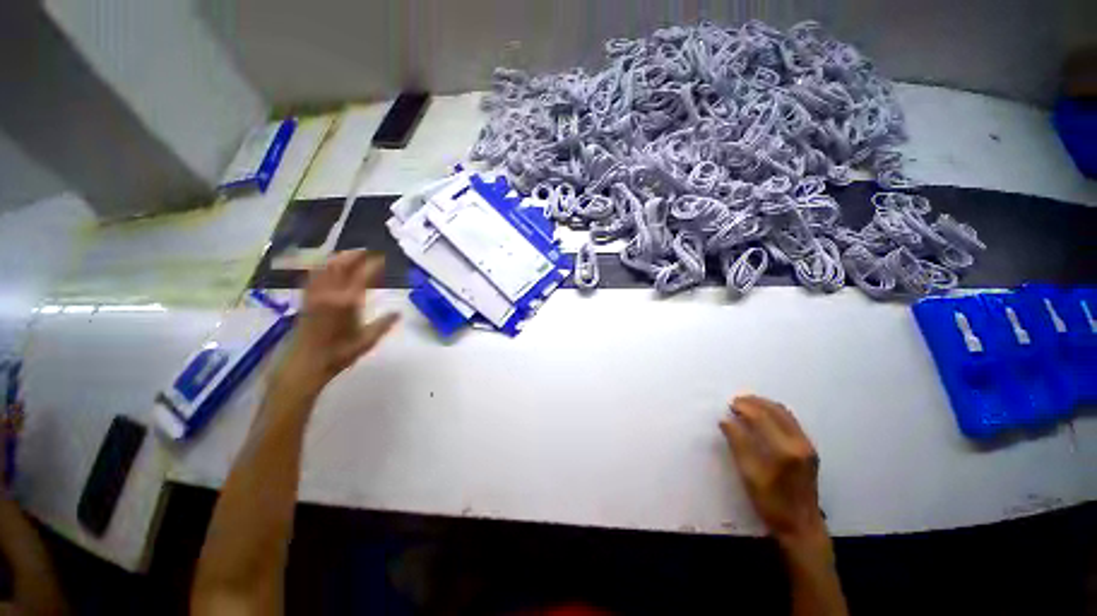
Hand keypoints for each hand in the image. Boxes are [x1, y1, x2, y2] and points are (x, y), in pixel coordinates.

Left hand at [276, 251, 399, 392]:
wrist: (305, 364)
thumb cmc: (339, 354)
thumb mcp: (367, 341)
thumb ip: (384, 324)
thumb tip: (399, 312)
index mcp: (347, 302)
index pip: (362, 276)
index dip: (373, 264)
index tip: (383, 258)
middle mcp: (329, 293)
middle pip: (340, 265)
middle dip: (354, 255)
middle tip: (368, 251)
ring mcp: (315, 294)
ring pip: (325, 267)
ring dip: (339, 258)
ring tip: (351, 255)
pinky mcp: (306, 299)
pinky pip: (315, 275)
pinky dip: (324, 266)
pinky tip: (330, 267)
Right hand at [719, 395, 826, 549]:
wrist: (802, 526)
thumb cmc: (771, 503)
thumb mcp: (749, 475)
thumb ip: (738, 444)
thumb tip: (725, 421)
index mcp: (785, 450)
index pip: (763, 417)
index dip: (745, 407)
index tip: (730, 404)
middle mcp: (799, 443)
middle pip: (776, 411)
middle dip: (754, 402)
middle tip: (736, 402)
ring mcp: (807, 445)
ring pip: (785, 414)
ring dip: (765, 405)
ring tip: (746, 406)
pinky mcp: (809, 449)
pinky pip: (791, 421)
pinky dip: (774, 413)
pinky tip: (763, 417)